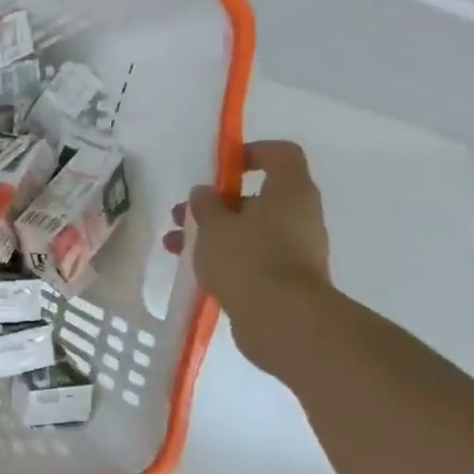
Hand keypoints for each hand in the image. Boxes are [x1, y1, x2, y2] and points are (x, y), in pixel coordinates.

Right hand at [182, 141, 331, 367]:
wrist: (282, 321)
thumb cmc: (248, 258)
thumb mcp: (214, 224)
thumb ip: (205, 204)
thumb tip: (205, 193)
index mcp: (290, 192)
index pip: (279, 154)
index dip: (250, 153)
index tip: (220, 167)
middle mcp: (299, 216)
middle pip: (257, 196)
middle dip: (215, 204)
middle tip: (182, 214)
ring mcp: (294, 249)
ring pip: (249, 230)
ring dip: (212, 233)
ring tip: (174, 245)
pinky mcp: (284, 279)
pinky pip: (251, 257)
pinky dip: (224, 258)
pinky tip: (193, 269)